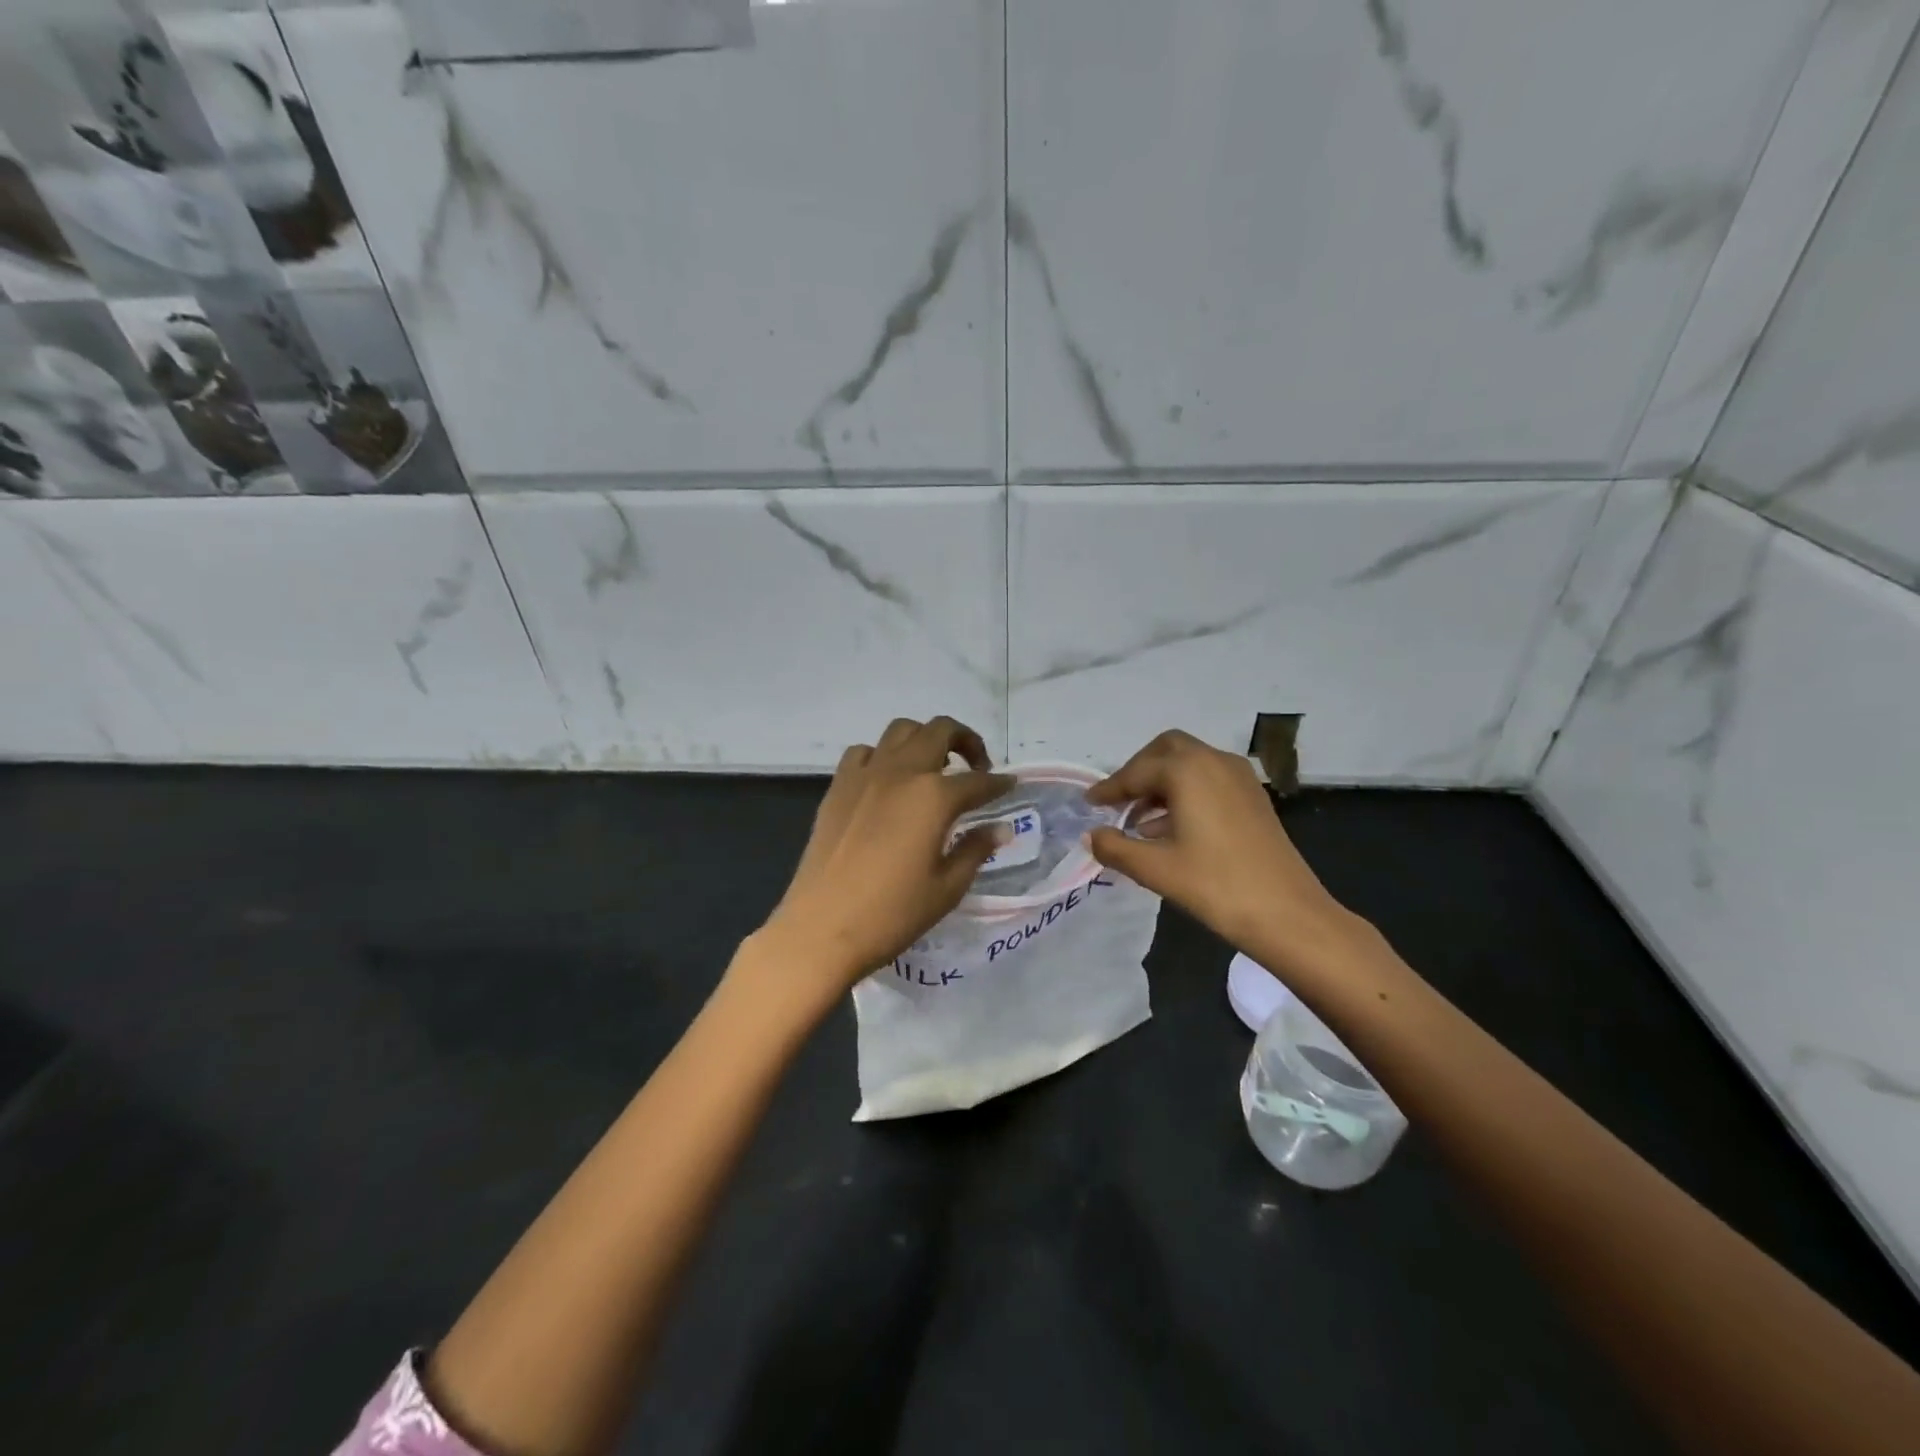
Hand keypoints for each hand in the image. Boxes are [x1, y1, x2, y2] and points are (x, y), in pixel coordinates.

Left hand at [747, 717, 1013, 1015]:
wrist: (821, 929)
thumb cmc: (892, 914)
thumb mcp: (947, 888)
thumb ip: (976, 850)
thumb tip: (1000, 829)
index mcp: (934, 797)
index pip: (977, 781)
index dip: (999, 784)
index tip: (1010, 786)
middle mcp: (901, 772)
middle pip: (940, 731)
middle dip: (966, 741)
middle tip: (976, 768)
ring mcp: (865, 775)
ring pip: (901, 730)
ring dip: (924, 739)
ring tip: (933, 768)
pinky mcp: (838, 787)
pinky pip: (864, 752)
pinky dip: (883, 756)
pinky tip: (887, 782)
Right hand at [1086, 730, 1356, 968]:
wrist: (1288, 914)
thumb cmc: (1215, 885)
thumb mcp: (1155, 868)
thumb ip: (1115, 847)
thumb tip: (1092, 836)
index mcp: (1187, 770)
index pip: (1137, 772)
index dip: (1110, 788)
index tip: (1089, 803)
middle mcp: (1214, 761)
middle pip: (1166, 750)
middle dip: (1139, 771)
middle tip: (1118, 801)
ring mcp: (1239, 777)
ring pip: (1190, 764)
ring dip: (1162, 783)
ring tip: (1138, 822)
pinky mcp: (1253, 797)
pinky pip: (1209, 780)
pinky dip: (1185, 793)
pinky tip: (1171, 830)